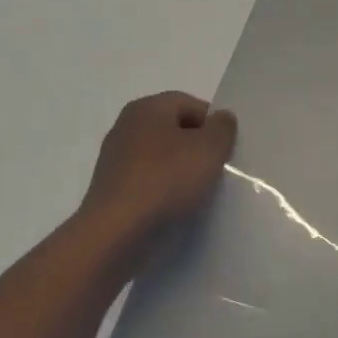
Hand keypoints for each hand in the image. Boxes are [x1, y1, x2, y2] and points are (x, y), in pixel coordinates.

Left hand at [76, 91, 236, 264]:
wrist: (116, 233)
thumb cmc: (166, 180)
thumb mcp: (210, 149)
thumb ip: (223, 127)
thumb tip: (221, 119)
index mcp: (148, 108)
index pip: (191, 105)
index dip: (214, 124)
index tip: (226, 150)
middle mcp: (126, 126)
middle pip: (175, 130)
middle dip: (197, 148)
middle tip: (216, 170)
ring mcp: (115, 159)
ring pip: (161, 158)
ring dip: (181, 172)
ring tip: (198, 193)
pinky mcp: (111, 190)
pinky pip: (147, 182)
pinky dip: (163, 191)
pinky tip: (175, 208)